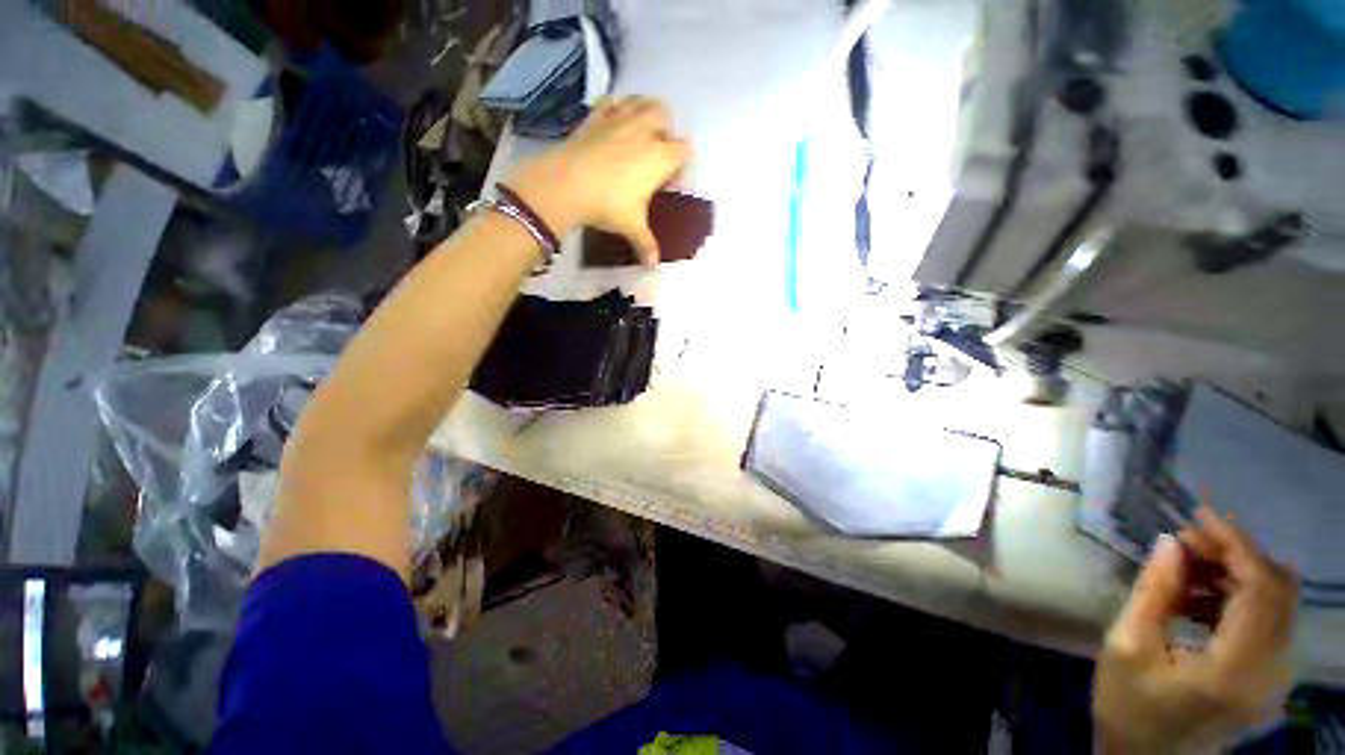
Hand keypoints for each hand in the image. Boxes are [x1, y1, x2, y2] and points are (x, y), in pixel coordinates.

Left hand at [503, 96, 691, 265]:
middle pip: (666, 116)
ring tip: (640, 133)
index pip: (685, 150)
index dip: (681, 165)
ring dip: (646, 112)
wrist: (567, 184)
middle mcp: (645, 131)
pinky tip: (615, 122)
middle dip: (666, 132)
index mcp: (660, 157)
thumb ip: (646, 245)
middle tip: (655, 155)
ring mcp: (620, 119)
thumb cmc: (608, 205)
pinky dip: (619, 107)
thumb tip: (653, 266)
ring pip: (642, 101)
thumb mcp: (631, 227)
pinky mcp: (597, 116)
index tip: (669, 182)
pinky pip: (614, 101)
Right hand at [1093, 508, 1297, 753]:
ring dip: (1237, 574)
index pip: (1261, 588)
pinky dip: (1238, 598)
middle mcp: (1273, 671)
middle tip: (1187, 540)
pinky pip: (1268, 621)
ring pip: (1277, 603)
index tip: (1199, 515)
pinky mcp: (1269, 678)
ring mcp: (1276, 677)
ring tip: (1188, 566)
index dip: (1236, 544)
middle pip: (1279, 591)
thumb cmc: (1129, 708)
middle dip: (1237, 554)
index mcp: (1239, 669)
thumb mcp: (1128, 647)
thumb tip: (1170, 542)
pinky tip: (1201, 599)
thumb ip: (1153, 592)